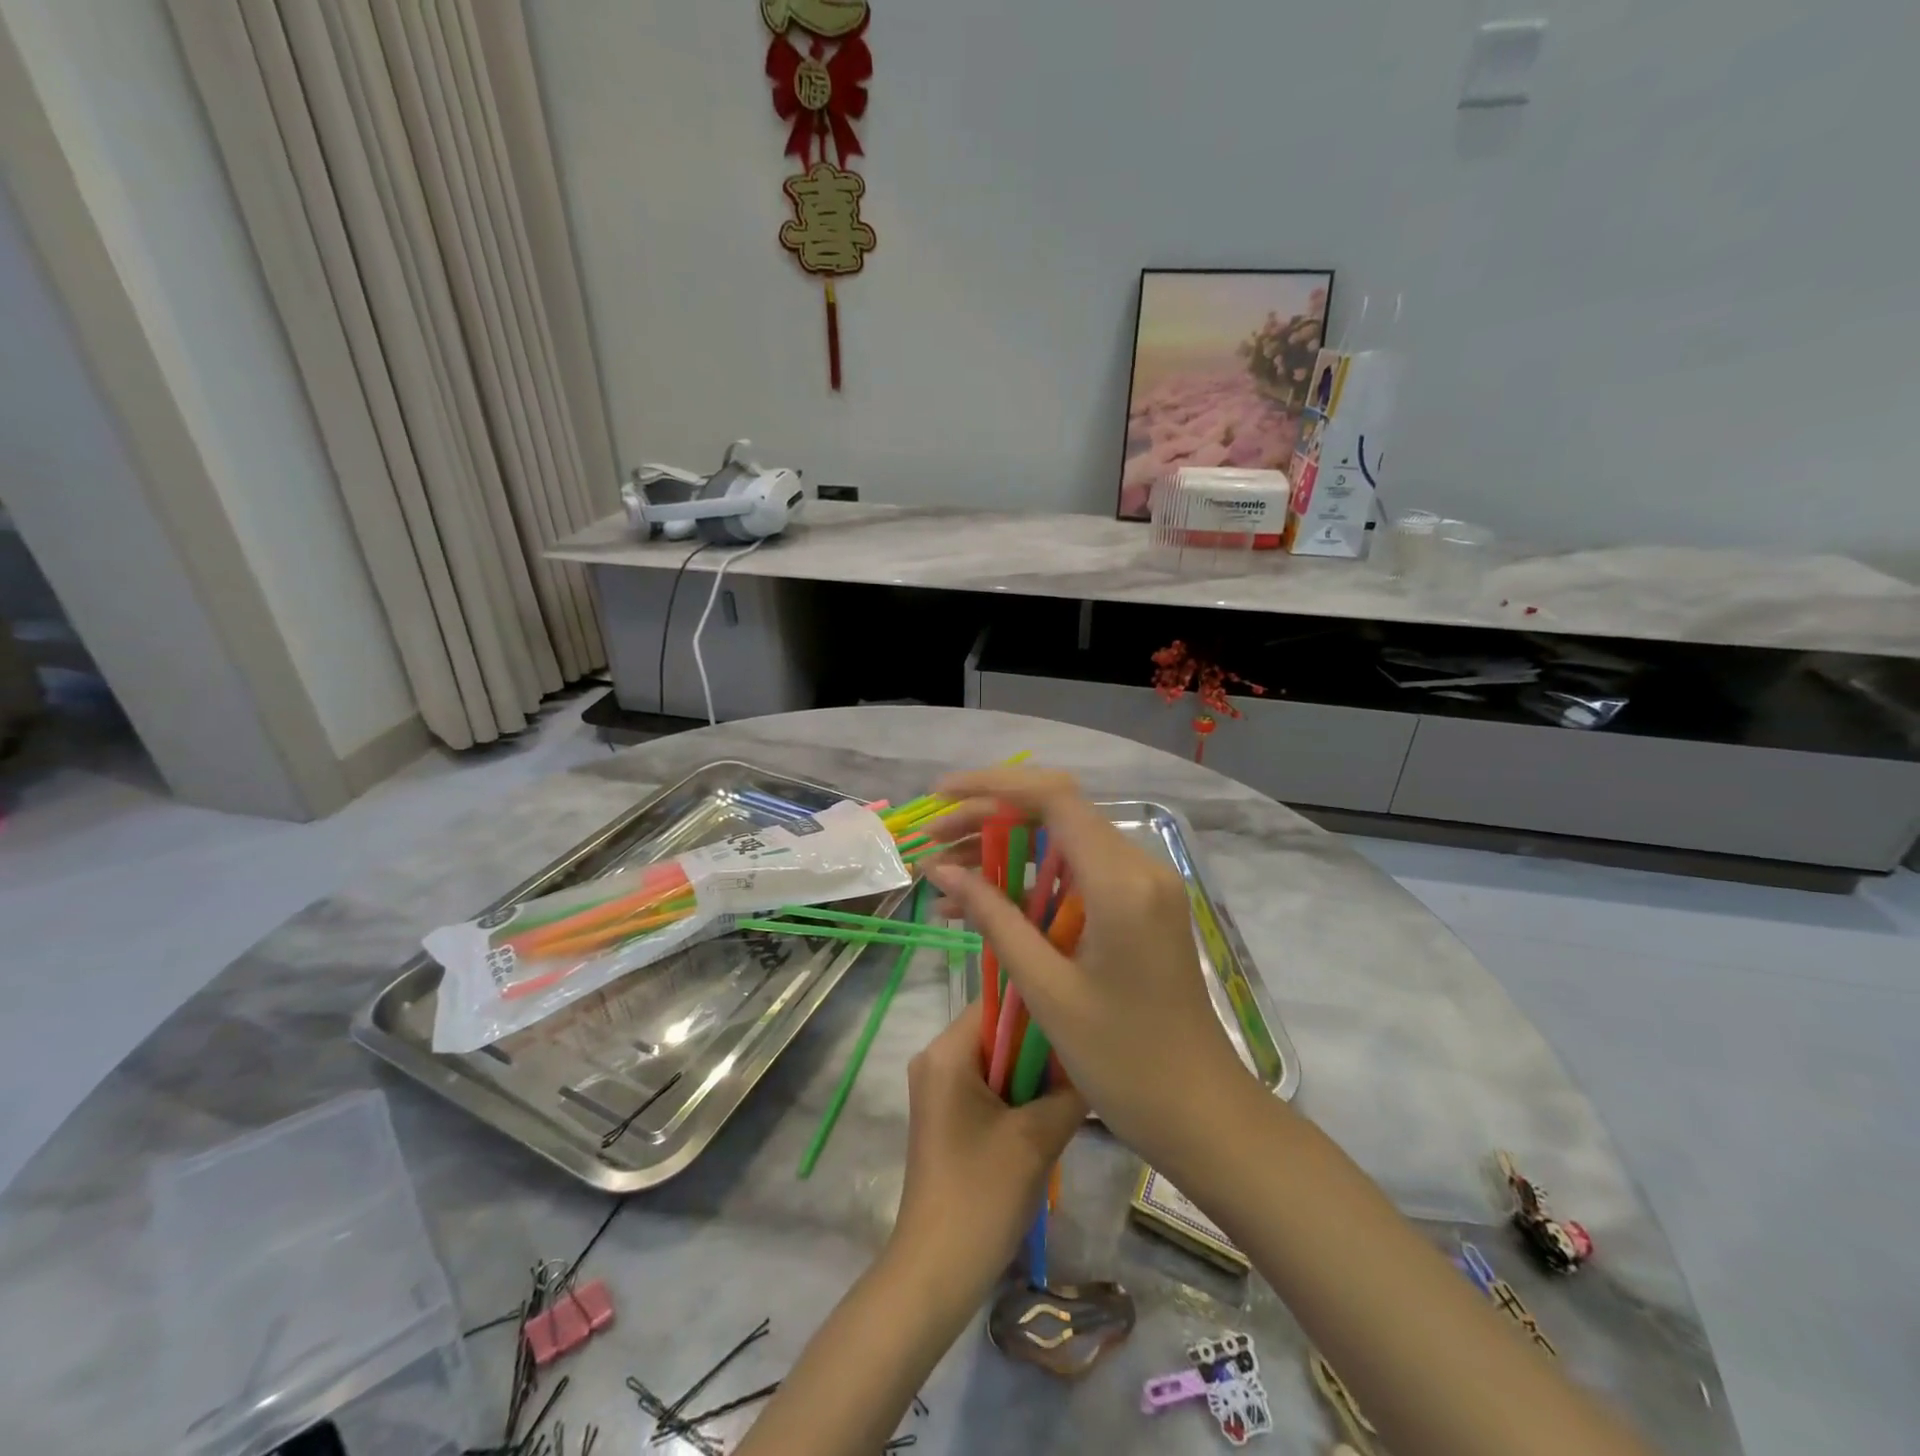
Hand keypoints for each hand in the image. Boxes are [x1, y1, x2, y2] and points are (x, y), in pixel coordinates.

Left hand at [890, 1002, 1085, 1290]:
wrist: (937, 1271)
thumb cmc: (982, 1194)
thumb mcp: (1038, 1138)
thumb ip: (1070, 1090)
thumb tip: (1095, 1062)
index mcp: (947, 1052)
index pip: (1000, 1003)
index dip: (1040, 1008)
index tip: (1079, 1021)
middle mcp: (935, 1059)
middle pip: (998, 1032)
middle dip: (1040, 1047)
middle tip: (1083, 1061)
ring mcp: (938, 1089)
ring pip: (996, 1061)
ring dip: (1032, 1076)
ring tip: (1072, 1090)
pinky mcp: (946, 1116)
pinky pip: (987, 1086)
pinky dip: (1017, 1096)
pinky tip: (1048, 1118)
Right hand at [925, 769, 1251, 1162]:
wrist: (1199, 1112)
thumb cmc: (1122, 1060)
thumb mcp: (1046, 988)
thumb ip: (994, 918)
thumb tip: (941, 871)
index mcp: (1121, 881)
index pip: (1054, 798)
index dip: (992, 786)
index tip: (941, 797)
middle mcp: (1139, 867)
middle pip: (1056, 814)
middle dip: (989, 819)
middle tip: (934, 843)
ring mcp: (1144, 887)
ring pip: (1063, 844)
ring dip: (1005, 851)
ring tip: (944, 875)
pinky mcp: (1140, 908)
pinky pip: (1078, 876)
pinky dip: (1031, 883)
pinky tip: (983, 904)